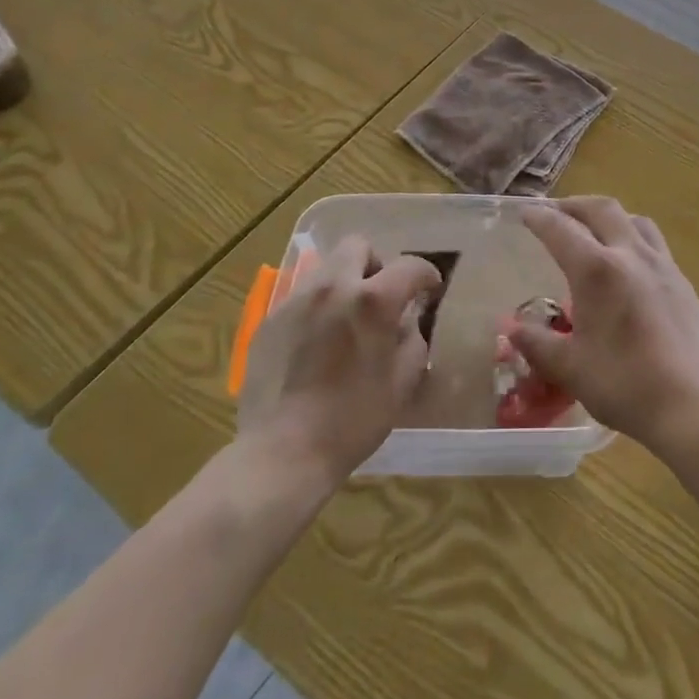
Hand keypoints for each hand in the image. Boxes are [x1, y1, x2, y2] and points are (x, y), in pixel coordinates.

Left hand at [234, 236, 442, 485]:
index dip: (426, 275)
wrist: (282, 453)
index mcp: (372, 300)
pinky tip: (315, 343)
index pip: (410, 266)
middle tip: (379, 297)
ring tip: (345, 319)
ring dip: (343, 283)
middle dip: (375, 264)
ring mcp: (296, 300)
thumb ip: (412, 339)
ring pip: (326, 268)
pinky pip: (300, 297)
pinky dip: (316, 308)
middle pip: (358, 246)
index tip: (429, 290)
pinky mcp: (269, 319)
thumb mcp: (402, 382)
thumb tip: (407, 321)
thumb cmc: (353, 421)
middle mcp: (333, 287)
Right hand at [514, 197, 698, 455]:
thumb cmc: (625, 385)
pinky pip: (654, 242)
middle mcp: (630, 254)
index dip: (540, 218)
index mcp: (597, 270)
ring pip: (633, 220)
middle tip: (556, 213)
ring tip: (595, 230)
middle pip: (601, 209)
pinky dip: (633, 237)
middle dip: (574, 205)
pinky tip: (629, 264)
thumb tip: (512, 330)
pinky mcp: (682, 281)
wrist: (694, 405)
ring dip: (608, 216)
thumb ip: (538, 344)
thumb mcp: (570, 368)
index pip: (561, 229)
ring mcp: (662, 265)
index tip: (525, 213)